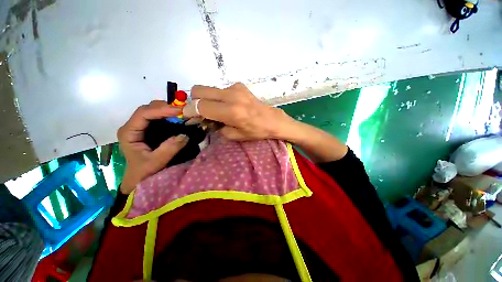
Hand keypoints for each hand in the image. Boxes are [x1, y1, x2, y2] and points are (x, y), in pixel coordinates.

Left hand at [117, 101, 188, 193]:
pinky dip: (170, 116)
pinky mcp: (149, 129)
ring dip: (169, 110)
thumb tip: (185, 135)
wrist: (139, 178)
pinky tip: (179, 118)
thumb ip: (169, 149)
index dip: (161, 110)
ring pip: (154, 111)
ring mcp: (141, 126)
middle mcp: (133, 126)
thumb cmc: (143, 172)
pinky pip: (159, 117)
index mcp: (129, 132)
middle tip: (184, 111)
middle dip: (166, 107)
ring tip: (184, 113)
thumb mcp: (155, 162)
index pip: (143, 114)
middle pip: (148, 109)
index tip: (179, 111)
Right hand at [183, 82, 294, 140]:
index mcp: (230, 112)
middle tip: (199, 111)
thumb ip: (216, 126)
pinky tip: (228, 105)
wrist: (272, 120)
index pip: (200, 106)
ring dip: (207, 98)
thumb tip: (205, 119)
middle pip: (199, 90)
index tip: (187, 115)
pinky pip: (221, 89)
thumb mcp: (234, 135)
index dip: (189, 110)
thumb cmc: (255, 131)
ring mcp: (235, 88)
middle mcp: (231, 96)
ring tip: (216, 110)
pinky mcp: (239, 85)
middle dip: (194, 100)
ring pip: (209, 88)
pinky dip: (218, 97)